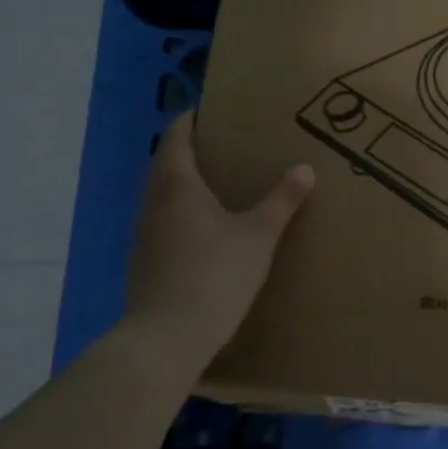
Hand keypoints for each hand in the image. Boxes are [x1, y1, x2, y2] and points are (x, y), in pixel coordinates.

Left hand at [122, 112, 313, 356]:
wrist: (167, 337)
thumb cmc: (215, 274)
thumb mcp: (259, 235)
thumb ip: (282, 200)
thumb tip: (305, 168)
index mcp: (178, 186)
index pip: (176, 139)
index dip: (189, 122)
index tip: (205, 111)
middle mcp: (153, 204)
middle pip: (164, 165)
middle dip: (185, 151)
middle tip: (217, 145)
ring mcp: (143, 235)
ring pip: (158, 196)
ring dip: (179, 183)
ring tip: (211, 184)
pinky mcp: (142, 262)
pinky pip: (160, 222)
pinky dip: (177, 212)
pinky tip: (200, 230)